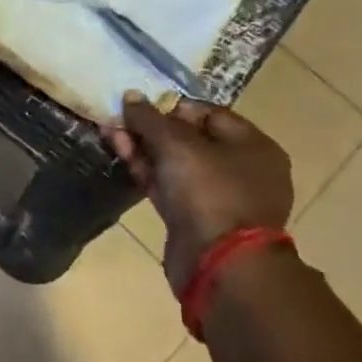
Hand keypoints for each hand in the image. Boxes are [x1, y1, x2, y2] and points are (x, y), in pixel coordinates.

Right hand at [105, 95, 292, 293]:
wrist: (219, 265)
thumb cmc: (210, 192)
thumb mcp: (177, 145)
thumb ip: (150, 118)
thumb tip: (131, 96)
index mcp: (253, 145)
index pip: (207, 112)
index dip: (170, 105)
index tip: (139, 105)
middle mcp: (240, 168)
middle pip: (189, 137)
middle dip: (151, 127)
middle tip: (117, 117)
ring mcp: (217, 195)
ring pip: (174, 162)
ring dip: (142, 147)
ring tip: (109, 131)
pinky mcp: (194, 217)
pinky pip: (168, 184)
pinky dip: (145, 170)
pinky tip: (120, 153)